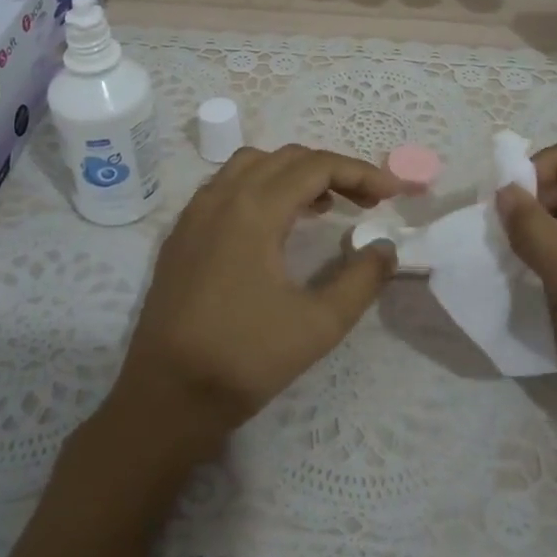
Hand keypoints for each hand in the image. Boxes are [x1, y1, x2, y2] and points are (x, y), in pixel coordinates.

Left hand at [104, 144, 403, 454]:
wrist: (165, 398)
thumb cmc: (244, 360)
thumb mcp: (318, 325)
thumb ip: (361, 280)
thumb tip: (385, 248)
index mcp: (254, 210)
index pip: (316, 167)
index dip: (360, 172)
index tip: (391, 193)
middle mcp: (221, 197)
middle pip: (286, 158)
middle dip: (332, 170)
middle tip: (365, 201)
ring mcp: (195, 213)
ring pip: (252, 165)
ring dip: (293, 174)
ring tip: (323, 206)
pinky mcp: (181, 233)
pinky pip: (226, 186)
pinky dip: (260, 187)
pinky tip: (275, 225)